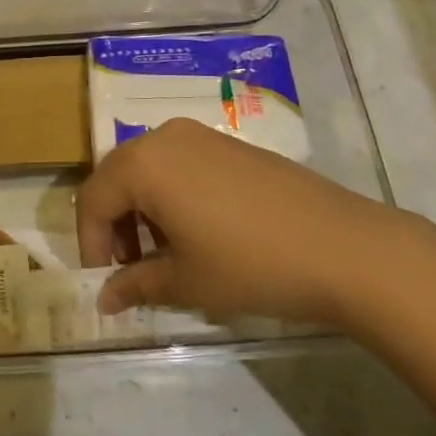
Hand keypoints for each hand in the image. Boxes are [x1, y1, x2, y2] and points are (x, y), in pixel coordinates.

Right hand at [76, 117, 435, 326]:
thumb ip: (135, 285)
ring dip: (142, 210)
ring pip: (148, 169)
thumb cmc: (251, 265)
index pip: (92, 199)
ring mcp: (201, 135)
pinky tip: (196, 233)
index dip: (89, 243)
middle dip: (113, 224)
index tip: (103, 282)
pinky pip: (180, 165)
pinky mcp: (230, 144)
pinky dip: (171, 196)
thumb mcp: (186, 282)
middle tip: (127, 268)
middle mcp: (164, 137)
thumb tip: (104, 300)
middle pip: (117, 177)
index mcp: (143, 164)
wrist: (345, 248)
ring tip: (163, 255)